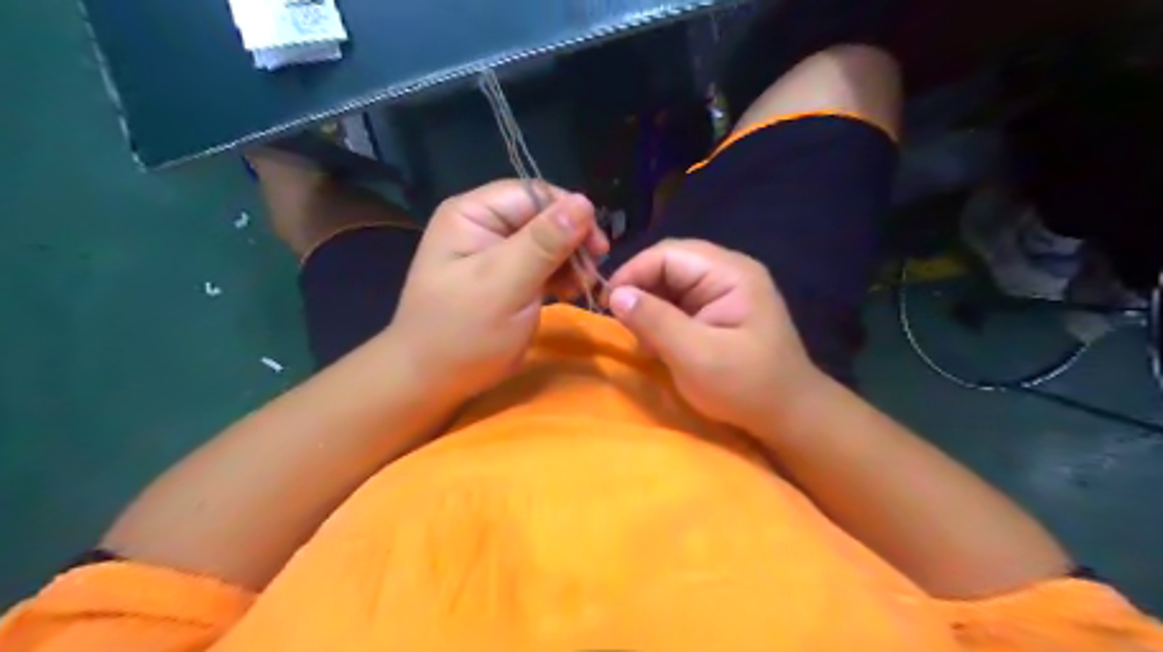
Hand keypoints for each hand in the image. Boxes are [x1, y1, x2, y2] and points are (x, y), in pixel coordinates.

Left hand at [391, 180, 608, 401]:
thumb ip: (544, 242)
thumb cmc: (463, 332)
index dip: (569, 214)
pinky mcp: (509, 278)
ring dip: (571, 261)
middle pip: (543, 217)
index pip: (532, 194)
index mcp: (473, 214)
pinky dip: (562, 276)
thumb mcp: (505, 285)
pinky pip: (543, 265)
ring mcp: (497, 253)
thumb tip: (584, 202)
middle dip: (572, 242)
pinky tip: (572, 291)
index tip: (598, 247)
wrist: (433, 381)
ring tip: (582, 286)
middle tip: (592, 272)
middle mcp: (484, 225)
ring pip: (548, 242)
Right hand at [605, 238, 820, 431]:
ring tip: (643, 338)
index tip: (607, 305)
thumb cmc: (746, 386)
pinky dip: (662, 318)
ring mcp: (725, 290)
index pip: (668, 254)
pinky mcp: (719, 310)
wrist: (789, 416)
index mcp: (730, 273)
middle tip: (623, 322)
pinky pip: (680, 301)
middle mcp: (728, 272)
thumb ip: (655, 321)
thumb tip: (614, 294)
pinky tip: (659, 342)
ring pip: (671, 283)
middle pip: (669, 263)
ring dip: (650, 306)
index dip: (633, 273)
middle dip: (641, 289)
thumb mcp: (695, 356)